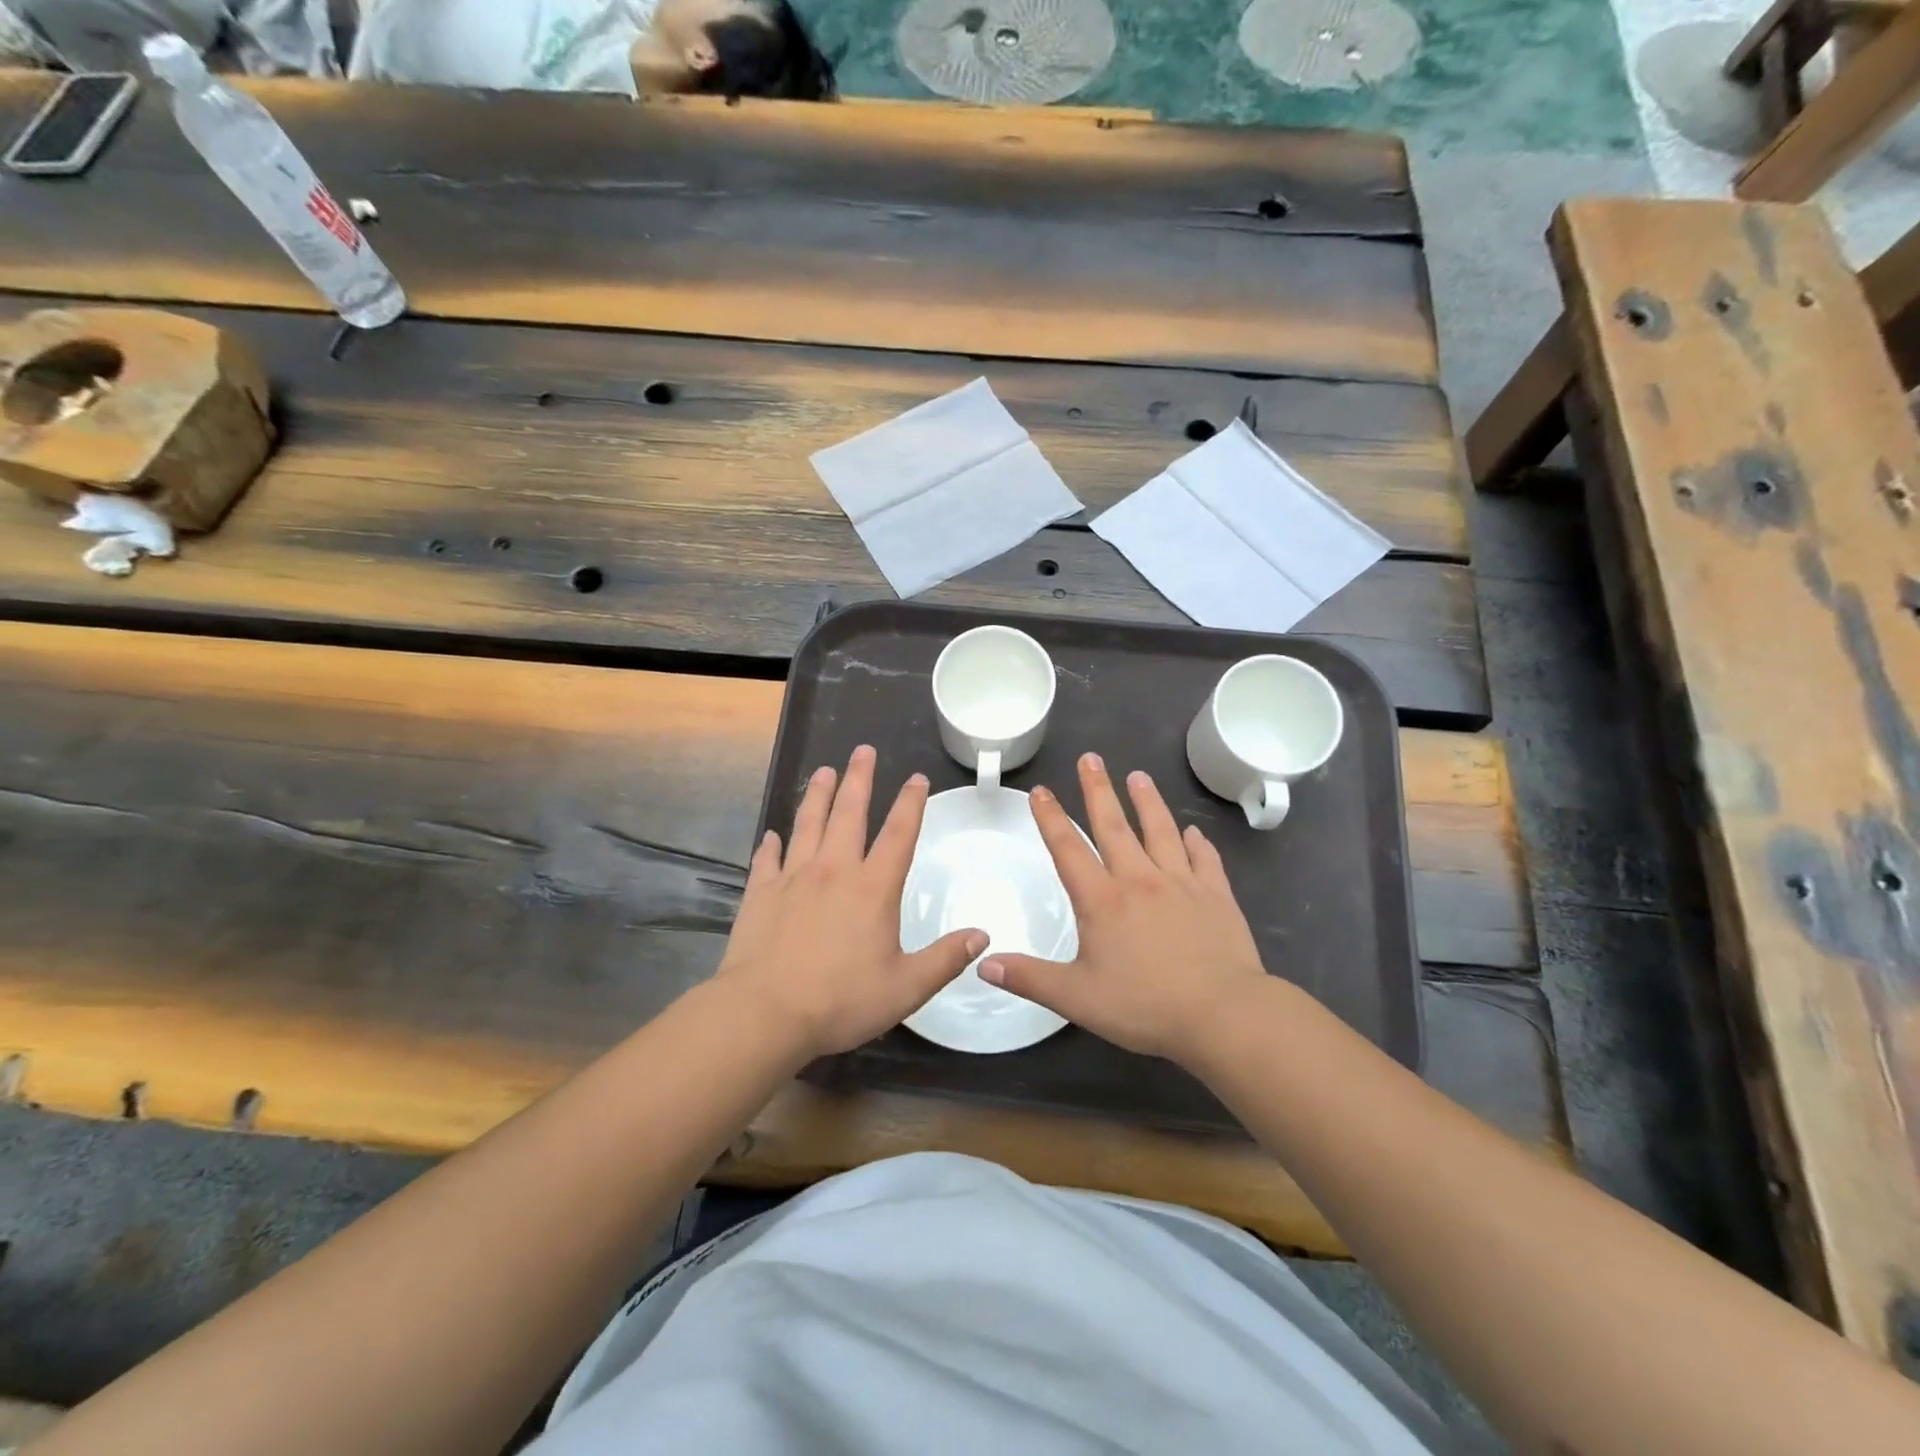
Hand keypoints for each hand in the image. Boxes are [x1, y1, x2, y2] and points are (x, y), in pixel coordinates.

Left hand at [716, 745, 983, 1059]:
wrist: (765, 1013)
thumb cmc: (841, 1000)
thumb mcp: (906, 987)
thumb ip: (945, 959)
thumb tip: (982, 935)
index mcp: (873, 888)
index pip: (899, 834)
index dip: (911, 803)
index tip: (917, 778)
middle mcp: (834, 871)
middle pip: (849, 813)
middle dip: (859, 779)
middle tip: (863, 750)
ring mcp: (793, 878)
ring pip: (808, 824)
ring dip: (818, 795)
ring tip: (824, 771)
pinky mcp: (760, 893)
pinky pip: (767, 859)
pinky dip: (771, 844)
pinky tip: (772, 834)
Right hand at [980, 752, 1272, 1065]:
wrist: (1223, 1013)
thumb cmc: (1145, 1005)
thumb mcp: (1077, 998)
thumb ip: (1030, 978)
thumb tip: (984, 964)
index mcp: (1102, 900)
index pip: (1068, 849)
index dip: (1051, 818)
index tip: (1041, 790)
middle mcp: (1140, 880)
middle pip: (1114, 826)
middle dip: (1098, 790)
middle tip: (1090, 758)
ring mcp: (1182, 884)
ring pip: (1161, 832)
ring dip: (1148, 802)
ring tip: (1138, 776)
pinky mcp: (1216, 896)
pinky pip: (1205, 860)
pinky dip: (1198, 842)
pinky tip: (1193, 832)